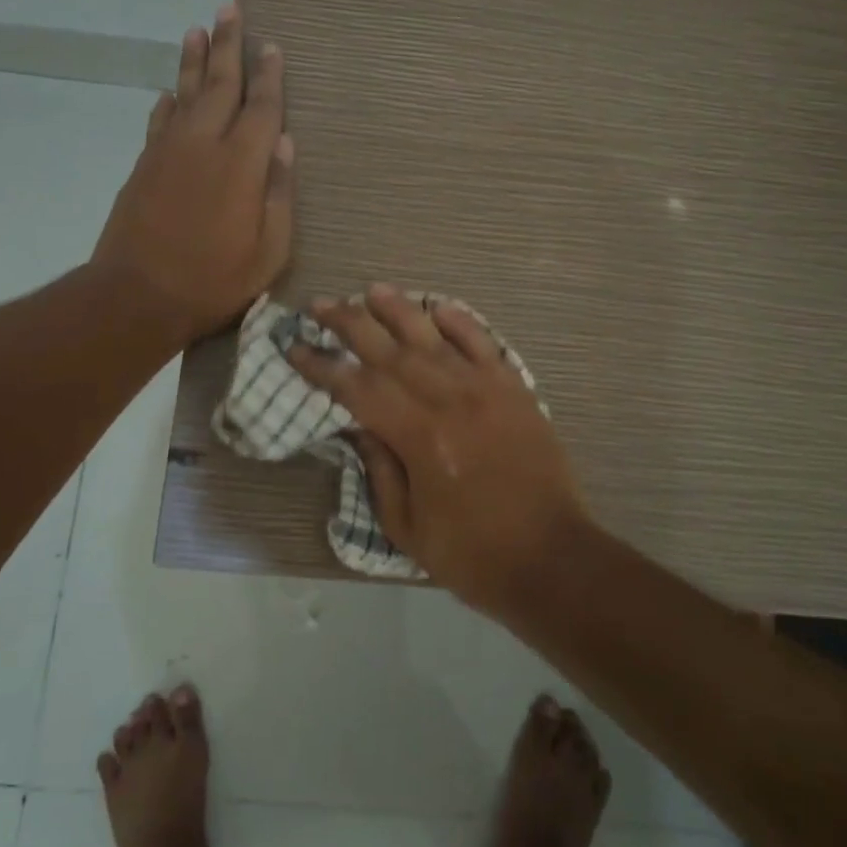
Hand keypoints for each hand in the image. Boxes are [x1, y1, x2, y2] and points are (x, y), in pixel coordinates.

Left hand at [92, 3, 293, 342]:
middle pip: (220, 84)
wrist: (136, 295)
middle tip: (231, 7)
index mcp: (242, 163)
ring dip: (195, 59)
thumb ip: (278, 193)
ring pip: (185, 92)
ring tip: (199, 28)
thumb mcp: (269, 250)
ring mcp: (168, 151)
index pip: (261, 107)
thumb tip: (284, 143)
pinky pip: (159, 119)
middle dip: (228, 45)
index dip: (269, 75)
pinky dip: (168, 100)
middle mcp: (204, 143)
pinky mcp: (144, 165)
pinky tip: (172, 89)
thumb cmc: (214, 280)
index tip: (273, 46)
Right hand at [287, 285, 591, 607]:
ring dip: (399, 310)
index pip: (358, 389)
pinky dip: (461, 322)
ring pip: (434, 337)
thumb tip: (360, 425)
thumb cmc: (472, 553)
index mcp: (418, 437)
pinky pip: (484, 344)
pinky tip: (438, 307)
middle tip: (320, 305)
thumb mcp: (406, 526)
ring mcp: (485, 389)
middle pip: (389, 351)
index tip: (296, 348)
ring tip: (371, 290)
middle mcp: (449, 400)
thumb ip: (380, 470)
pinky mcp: (514, 390)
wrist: (551, 556)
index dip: (322, 367)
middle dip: (350, 324)